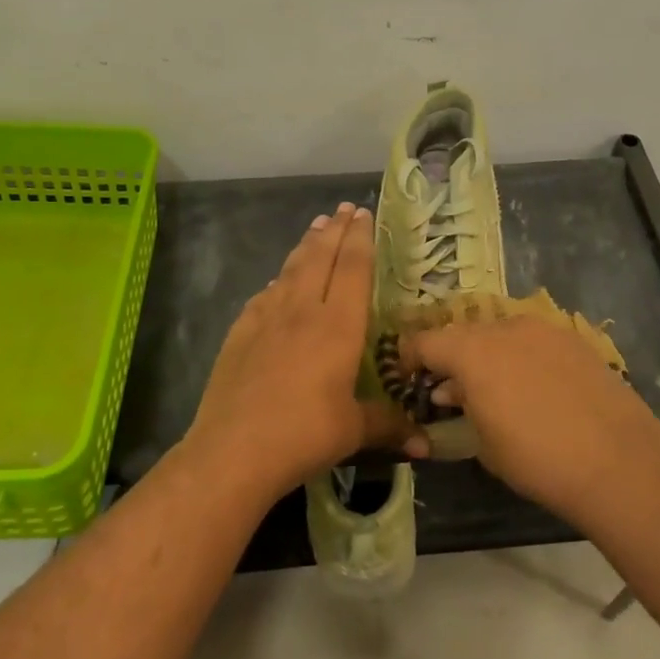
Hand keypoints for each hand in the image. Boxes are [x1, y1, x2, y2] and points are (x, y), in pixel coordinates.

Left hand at [184, 203, 415, 497]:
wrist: (233, 449)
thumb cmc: (304, 434)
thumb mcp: (354, 431)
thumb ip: (390, 426)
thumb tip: (426, 446)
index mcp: (338, 326)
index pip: (353, 269)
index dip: (360, 239)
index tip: (364, 214)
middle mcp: (303, 311)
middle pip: (320, 259)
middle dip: (334, 231)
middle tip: (343, 209)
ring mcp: (266, 319)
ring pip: (290, 270)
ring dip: (306, 246)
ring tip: (316, 227)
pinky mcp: (239, 333)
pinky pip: (264, 296)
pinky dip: (277, 282)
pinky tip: (277, 282)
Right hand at [399, 316, 659, 513]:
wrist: (618, 462)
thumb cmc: (537, 459)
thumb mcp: (482, 444)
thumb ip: (459, 409)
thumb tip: (450, 394)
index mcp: (472, 351)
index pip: (425, 341)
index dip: (409, 357)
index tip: (408, 378)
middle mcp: (505, 328)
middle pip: (463, 334)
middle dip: (450, 358)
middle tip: (451, 391)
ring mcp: (544, 329)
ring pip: (500, 334)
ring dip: (487, 356)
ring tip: (494, 391)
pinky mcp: (575, 340)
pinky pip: (533, 341)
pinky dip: (521, 357)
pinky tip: (534, 389)